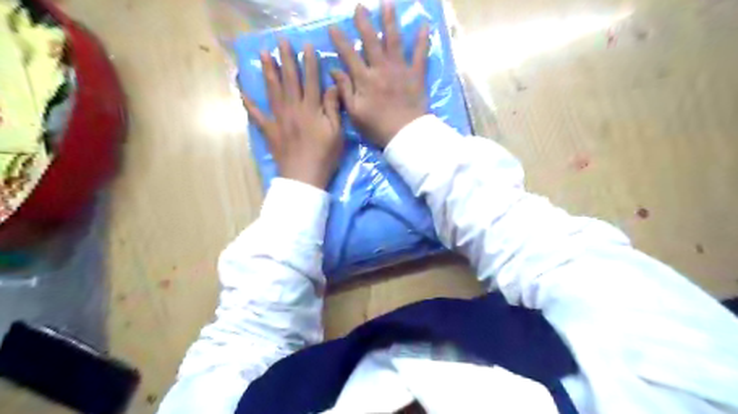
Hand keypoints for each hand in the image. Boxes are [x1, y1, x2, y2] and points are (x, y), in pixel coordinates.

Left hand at [244, 41, 343, 188]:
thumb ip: (333, 109)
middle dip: (287, 59)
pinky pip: (256, 115)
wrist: (304, 177)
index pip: (310, 81)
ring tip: (264, 54)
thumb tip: (331, 87)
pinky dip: (248, 103)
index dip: (309, 62)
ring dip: (268, 71)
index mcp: (311, 110)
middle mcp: (292, 109)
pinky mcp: (269, 131)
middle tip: (281, 41)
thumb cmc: (324, 156)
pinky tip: (241, 91)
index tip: (306, 45)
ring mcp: (278, 119)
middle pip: (289, 80)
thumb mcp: (336, 133)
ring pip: (272, 91)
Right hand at [330, 0, 433, 145]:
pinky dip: (422, 40)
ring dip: (390, 21)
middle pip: (371, 41)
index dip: (340, 40)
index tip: (333, 26)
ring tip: (387, 4)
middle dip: (364, 22)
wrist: (405, 134)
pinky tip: (424, 25)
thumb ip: (344, 90)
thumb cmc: (377, 127)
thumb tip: (334, 70)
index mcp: (365, 79)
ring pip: (394, 41)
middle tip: (359, 6)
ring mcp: (400, 70)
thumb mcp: (355, 113)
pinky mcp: (416, 75)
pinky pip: (420, 54)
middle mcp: (382, 68)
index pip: (349, 54)